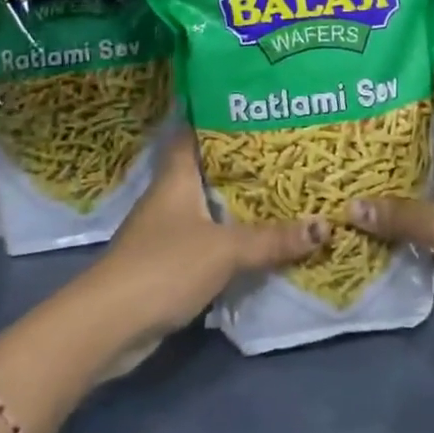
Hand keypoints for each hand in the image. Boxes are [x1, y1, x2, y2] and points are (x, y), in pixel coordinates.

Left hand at [80, 128, 327, 368]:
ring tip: (281, 189)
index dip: (218, 116)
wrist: (108, 326)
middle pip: (207, 169)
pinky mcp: (167, 263)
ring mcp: (165, 231)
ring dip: (237, 202)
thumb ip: (272, 239)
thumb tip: (324, 225)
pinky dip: (229, 236)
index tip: (252, 106)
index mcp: (176, 177)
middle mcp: (169, 197)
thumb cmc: (164, 267)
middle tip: (284, 150)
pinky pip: (206, 239)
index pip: (194, 132)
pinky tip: (257, 238)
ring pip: (208, 206)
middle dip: (242, 162)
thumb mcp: (225, 250)